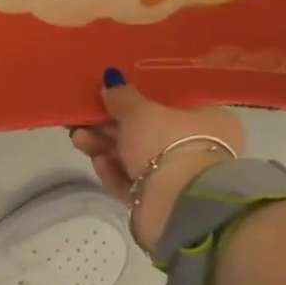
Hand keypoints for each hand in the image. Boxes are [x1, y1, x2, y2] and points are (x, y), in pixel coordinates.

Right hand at [70, 71, 245, 248]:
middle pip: (146, 132)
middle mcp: (197, 147)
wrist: (179, 205)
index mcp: (208, 120)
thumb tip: (111, 79)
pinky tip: (97, 162)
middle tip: (83, 118)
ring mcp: (177, 177)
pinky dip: (113, 171)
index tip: (111, 95)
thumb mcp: (141, 112)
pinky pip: (131, 182)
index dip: (138, 99)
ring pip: (134, 157)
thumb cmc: (169, 144)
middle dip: (111, 125)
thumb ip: (123, 97)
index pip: (170, 103)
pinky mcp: (158, 201)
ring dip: (105, 147)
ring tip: (78, 138)